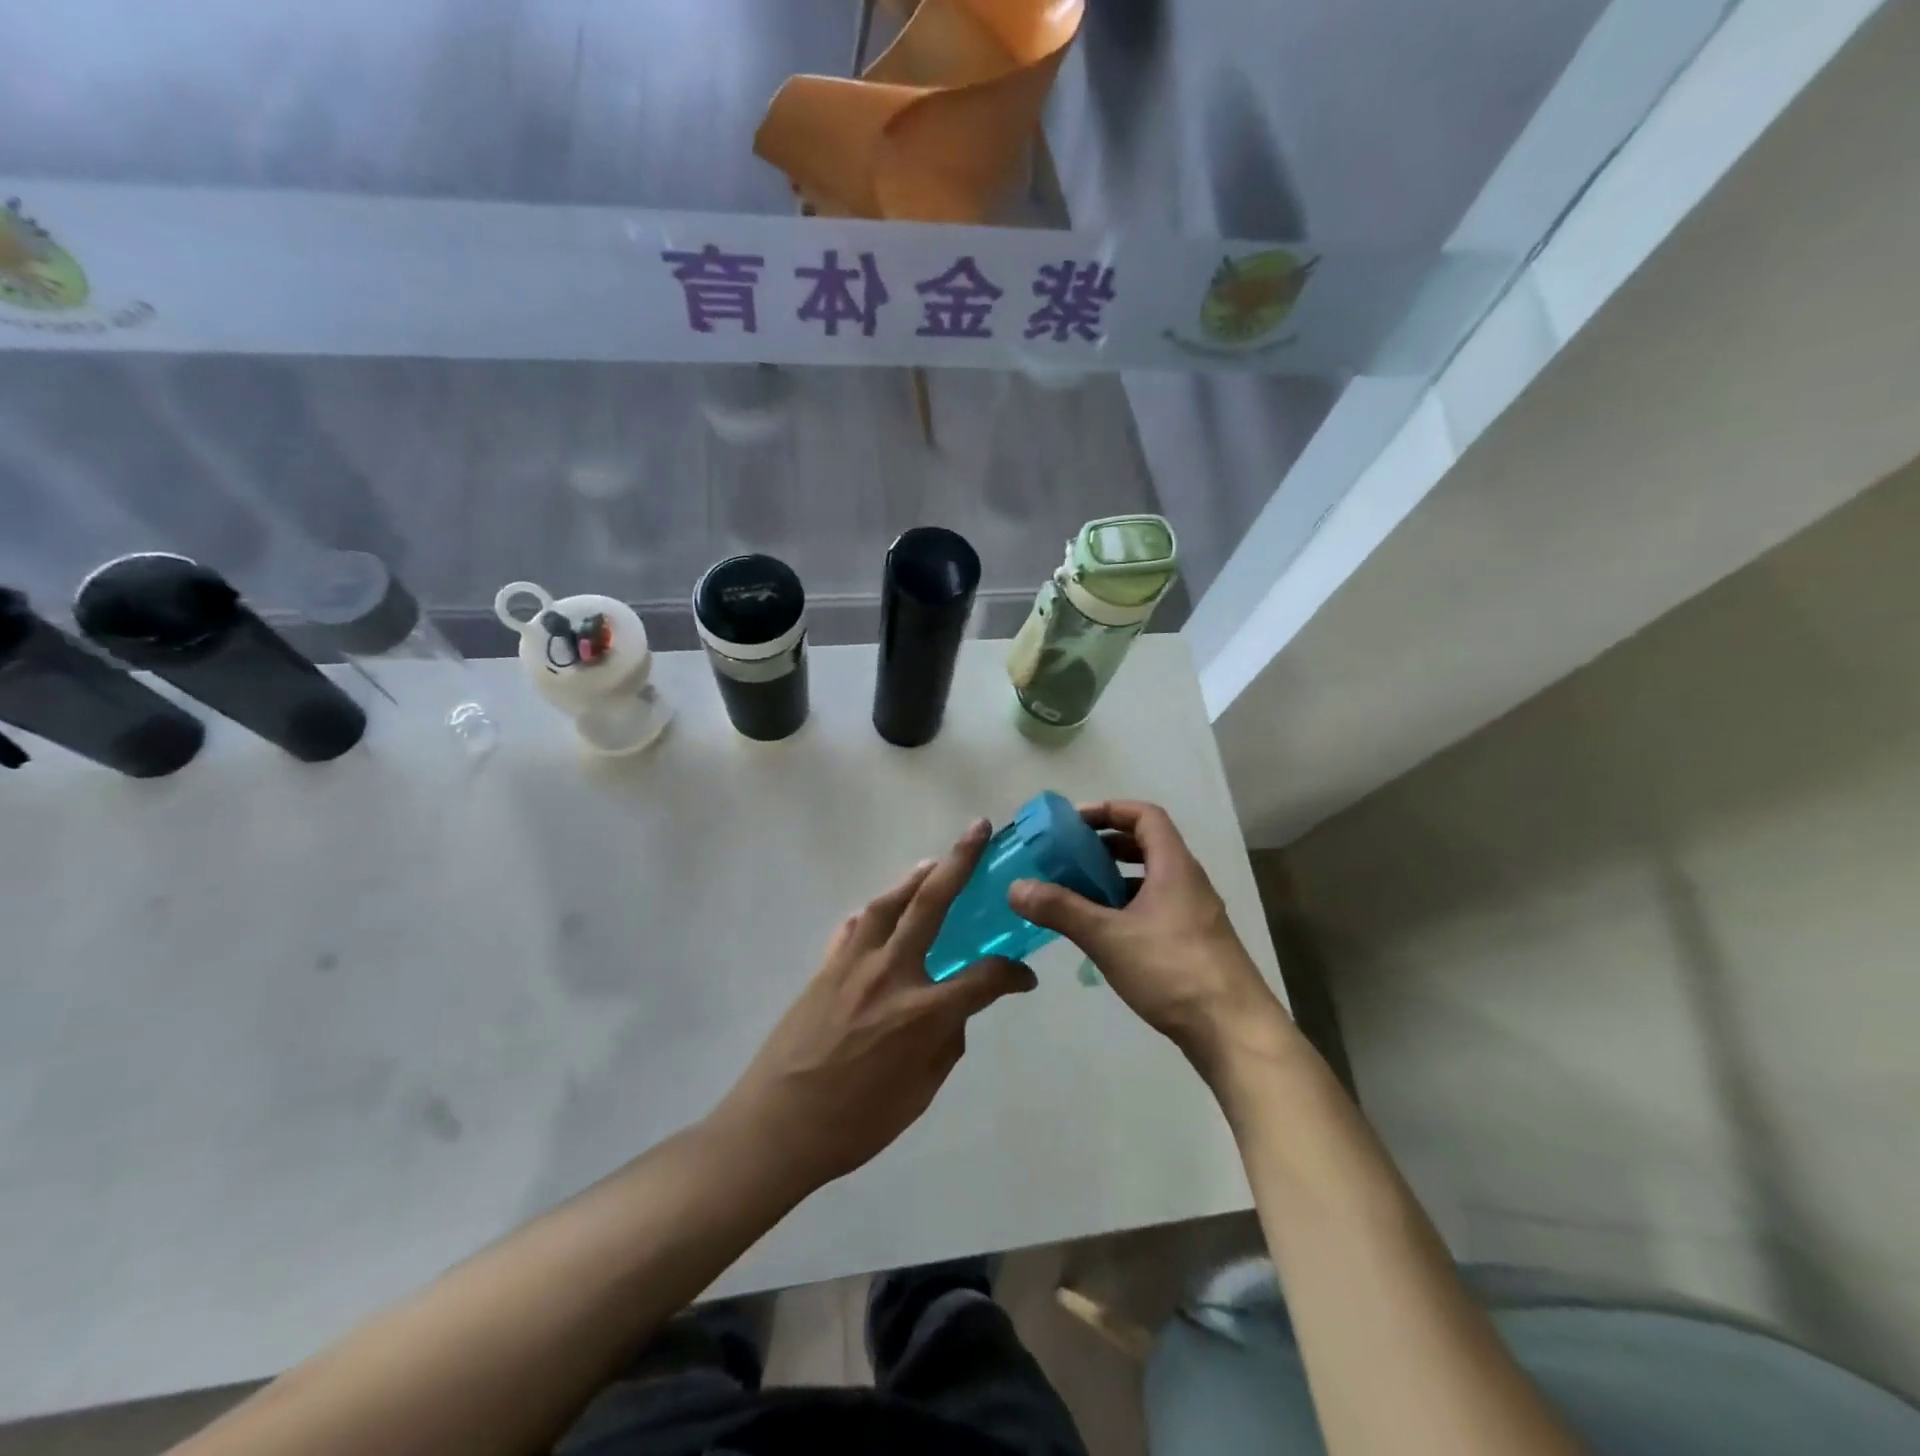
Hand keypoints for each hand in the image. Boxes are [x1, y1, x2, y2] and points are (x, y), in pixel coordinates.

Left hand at [712, 819, 1035, 1194]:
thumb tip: (951, 1013)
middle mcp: (892, 973)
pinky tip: (878, 913)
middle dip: (961, 861)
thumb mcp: (919, 1094)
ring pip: (889, 903)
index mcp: (923, 1012)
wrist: (776, 1127)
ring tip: (933, 863)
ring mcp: (853, 964)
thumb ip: (944, 1045)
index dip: (1012, 974)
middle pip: (932, 902)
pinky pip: (853, 928)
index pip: (985, 977)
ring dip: (915, 877)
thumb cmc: (856, 1123)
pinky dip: (872, 915)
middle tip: (978, 829)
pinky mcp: (824, 968)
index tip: (1024, 978)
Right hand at [1009, 801, 1291, 1078]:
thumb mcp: (1108, 937)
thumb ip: (1061, 909)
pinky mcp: (1194, 943)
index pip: (1145, 816)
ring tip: (1078, 892)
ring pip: (1151, 879)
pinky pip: (1156, 907)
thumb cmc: (1172, 970)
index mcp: (1174, 866)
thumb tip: (1015, 887)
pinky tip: (1104, 932)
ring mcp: (1195, 914)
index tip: (1074, 821)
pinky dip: (1127, 906)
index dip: (1110, 810)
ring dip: (1115, 877)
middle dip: (1106, 844)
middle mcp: (1188, 882)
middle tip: (1069, 856)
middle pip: (1148, 844)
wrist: (1234, 1032)